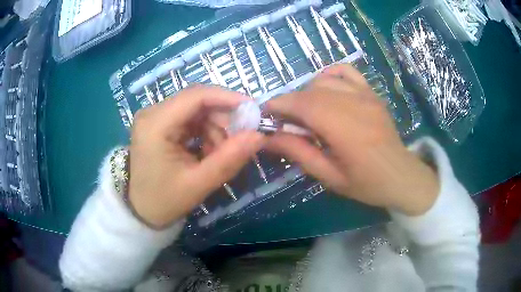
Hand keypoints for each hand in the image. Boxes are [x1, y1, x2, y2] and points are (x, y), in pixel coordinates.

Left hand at [128, 85, 264, 228]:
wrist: (142, 210)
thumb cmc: (164, 201)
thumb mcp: (198, 183)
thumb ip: (229, 159)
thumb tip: (259, 136)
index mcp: (155, 124)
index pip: (196, 96)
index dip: (228, 98)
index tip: (253, 111)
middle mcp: (152, 112)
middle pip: (197, 101)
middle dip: (223, 118)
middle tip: (240, 139)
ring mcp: (155, 116)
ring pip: (197, 109)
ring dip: (215, 127)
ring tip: (220, 153)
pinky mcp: (160, 123)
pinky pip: (191, 119)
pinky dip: (206, 131)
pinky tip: (209, 150)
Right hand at [265, 64, 438, 215]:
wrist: (402, 176)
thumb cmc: (366, 183)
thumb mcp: (330, 176)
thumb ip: (299, 153)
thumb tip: (269, 138)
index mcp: (343, 129)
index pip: (302, 105)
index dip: (278, 105)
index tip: (264, 114)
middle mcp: (353, 104)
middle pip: (310, 91)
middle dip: (289, 102)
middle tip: (283, 121)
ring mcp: (364, 94)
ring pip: (324, 80)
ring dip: (307, 92)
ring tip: (305, 111)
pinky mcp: (371, 92)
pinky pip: (346, 71)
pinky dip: (329, 75)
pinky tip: (325, 88)